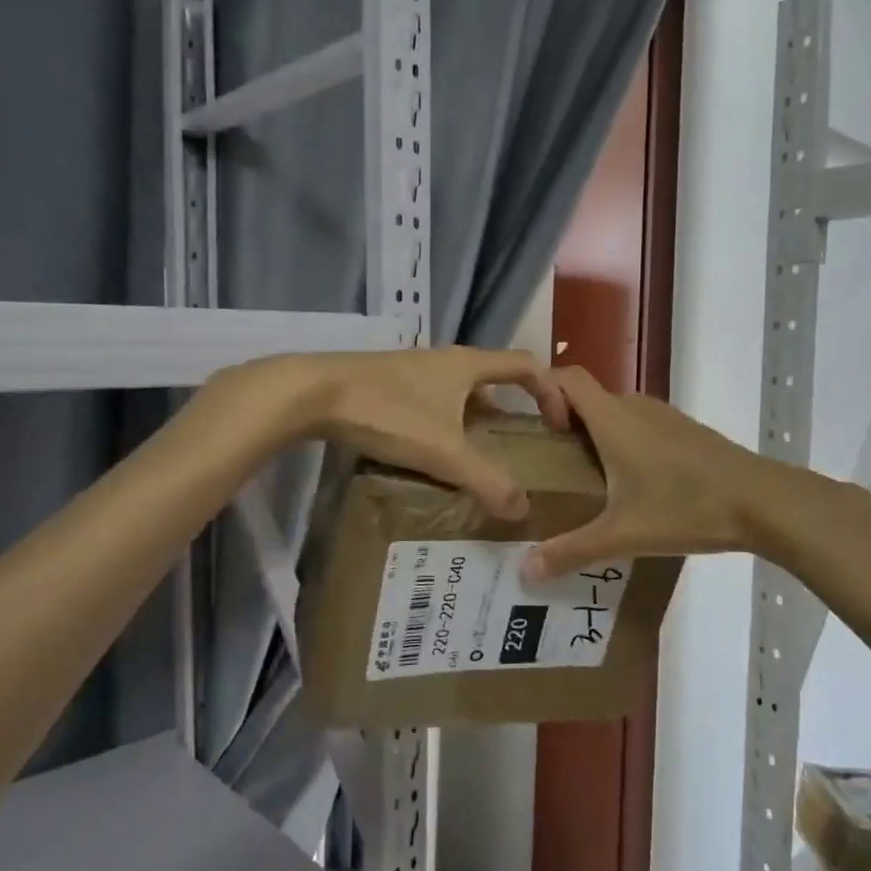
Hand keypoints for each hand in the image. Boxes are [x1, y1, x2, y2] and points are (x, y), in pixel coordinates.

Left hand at [231, 347, 568, 519]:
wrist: (313, 392)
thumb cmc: (388, 412)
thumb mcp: (444, 451)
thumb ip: (487, 480)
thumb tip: (522, 509)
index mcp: (468, 365)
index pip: (527, 365)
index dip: (551, 392)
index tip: (558, 424)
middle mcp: (445, 360)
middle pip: (493, 379)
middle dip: (512, 410)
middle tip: (519, 448)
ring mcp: (413, 370)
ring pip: (459, 392)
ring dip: (476, 420)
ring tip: (478, 458)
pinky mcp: (387, 383)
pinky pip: (432, 401)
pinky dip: (445, 423)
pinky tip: (430, 454)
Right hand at [525, 366, 782, 576]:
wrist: (763, 502)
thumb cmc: (686, 508)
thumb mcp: (623, 535)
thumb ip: (571, 550)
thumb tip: (525, 571)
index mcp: (613, 419)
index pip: (567, 377)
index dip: (544, 392)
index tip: (539, 431)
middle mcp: (636, 407)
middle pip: (588, 397)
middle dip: (564, 422)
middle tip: (551, 464)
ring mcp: (664, 416)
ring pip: (615, 411)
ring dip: (595, 433)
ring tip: (586, 477)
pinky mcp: (685, 431)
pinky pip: (639, 424)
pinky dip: (623, 441)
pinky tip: (632, 484)